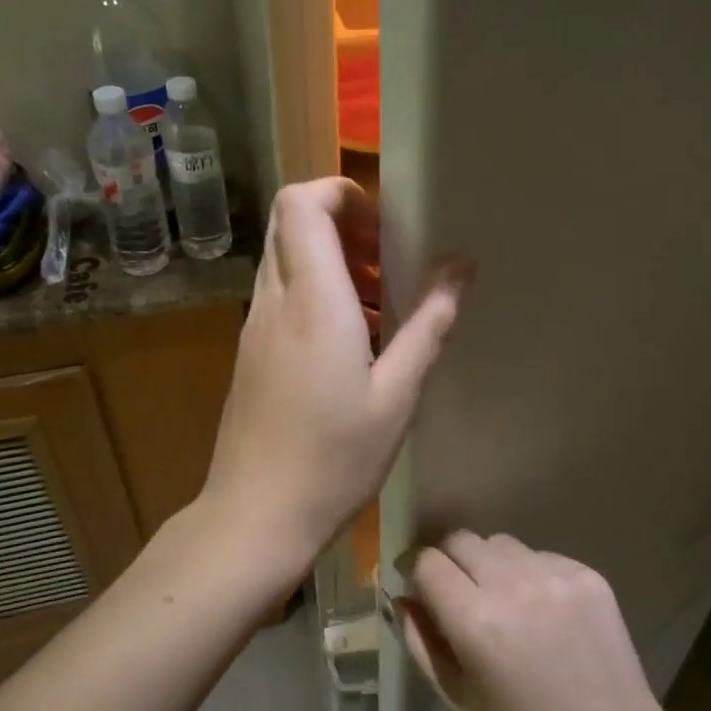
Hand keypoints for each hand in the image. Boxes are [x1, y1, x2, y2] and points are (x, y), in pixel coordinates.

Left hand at [200, 178, 463, 583]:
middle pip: (290, 222)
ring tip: (381, 304)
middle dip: (343, 224)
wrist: (256, 516)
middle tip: (389, 262)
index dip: (340, 194)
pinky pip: (281, 294)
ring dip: (331, 261)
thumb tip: (460, 266)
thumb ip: (429, 324)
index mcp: (311, 300)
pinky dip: (316, 292)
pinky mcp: (250, 352)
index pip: (301, 203)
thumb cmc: (334, 459)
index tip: (384, 226)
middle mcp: (274, 301)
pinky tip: (353, 342)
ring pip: (285, 259)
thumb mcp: (398, 395)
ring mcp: (254, 326)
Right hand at [400, 532, 671, 710]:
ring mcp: (552, 574)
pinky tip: (542, 610)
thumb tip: (401, 598)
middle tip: (457, 590)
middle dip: (449, 559)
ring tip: (504, 600)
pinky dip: (529, 573)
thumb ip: (422, 644)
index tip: (417, 583)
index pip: (427, 561)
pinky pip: (539, 555)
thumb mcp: (459, 702)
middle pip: (461, 539)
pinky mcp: (584, 572)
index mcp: (475, 621)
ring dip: (490, 563)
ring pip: (501, 543)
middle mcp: (511, 585)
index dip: (415, 569)